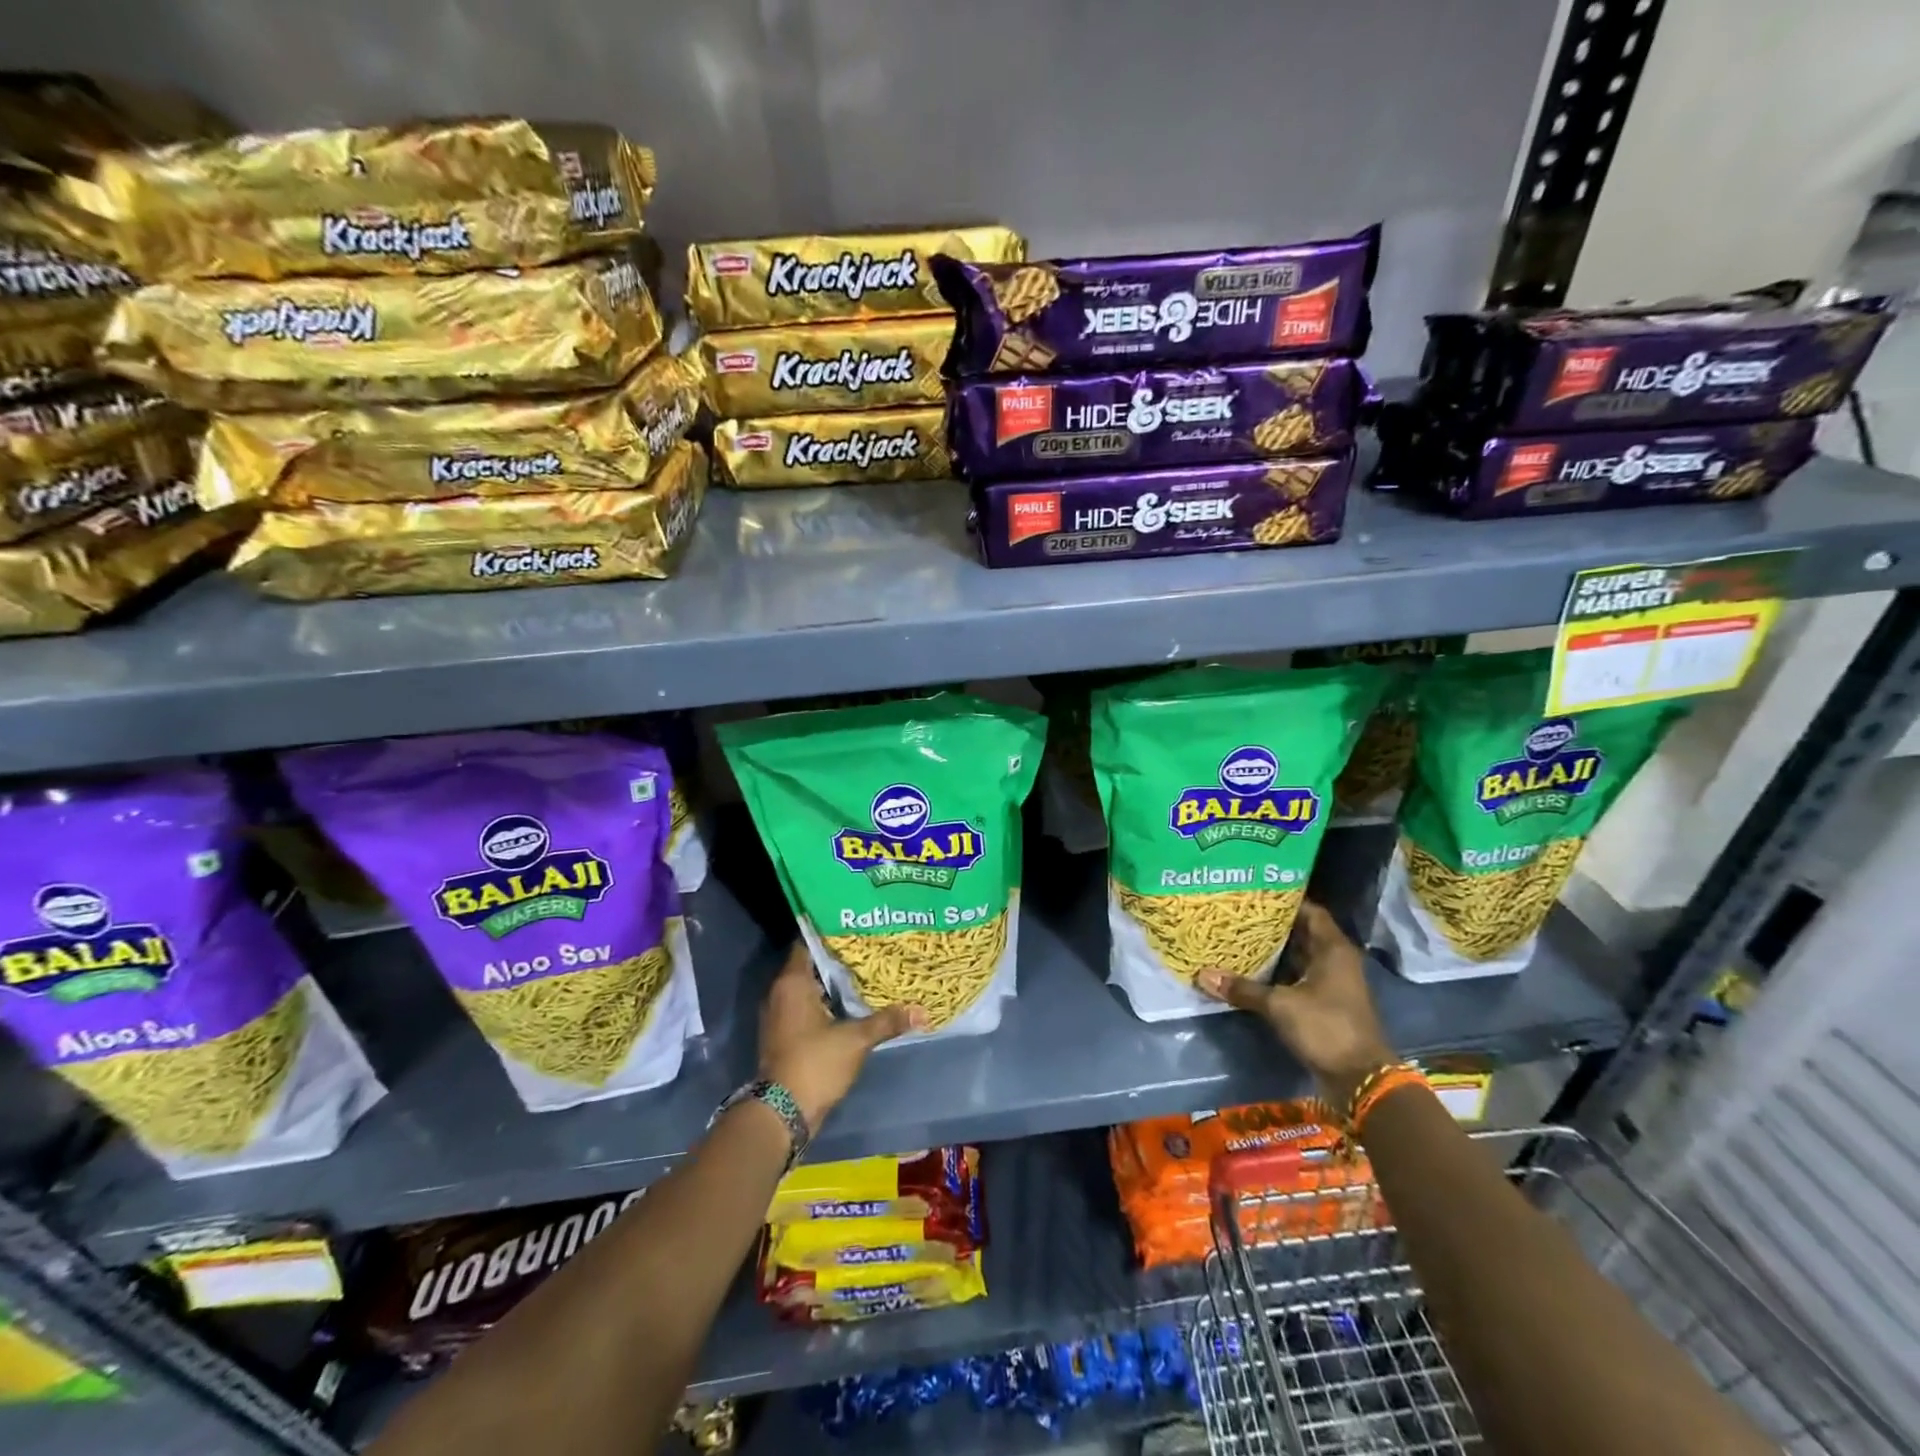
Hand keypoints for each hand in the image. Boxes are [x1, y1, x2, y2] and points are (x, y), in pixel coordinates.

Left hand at [759, 942, 925, 1129]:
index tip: (855, 926)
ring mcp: (778, 1015)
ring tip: (864, 972)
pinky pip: (804, 1006)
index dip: (830, 932)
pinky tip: (850, 1003)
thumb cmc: (815, 1064)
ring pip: (807, 987)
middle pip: (809, 964)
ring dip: (831, 982)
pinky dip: (824, 1002)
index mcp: (792, 983)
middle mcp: (779, 993)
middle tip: (867, 947)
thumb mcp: (856, 1040)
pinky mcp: (782, 1035)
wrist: (782, 1113)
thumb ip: (887, 1021)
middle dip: (836, 957)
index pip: (807, 942)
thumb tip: (922, 1011)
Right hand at [1197, 900, 1393, 1106]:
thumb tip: (1203, 975)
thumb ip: (1243, 989)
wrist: (1360, 1079)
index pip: (1309, 911)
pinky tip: (1250, 970)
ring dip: (1273, 950)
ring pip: (1298, 957)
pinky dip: (1277, 973)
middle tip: (1237, 913)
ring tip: (1237, 937)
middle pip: (1301, 933)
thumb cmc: (1326, 1028)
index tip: (1254, 893)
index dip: (1284, 900)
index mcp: (1333, 949)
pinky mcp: (1324, 1004)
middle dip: (1272, 924)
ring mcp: (1331, 984)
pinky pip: (1297, 978)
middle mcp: (1335, 961)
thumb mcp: (1280, 1005)